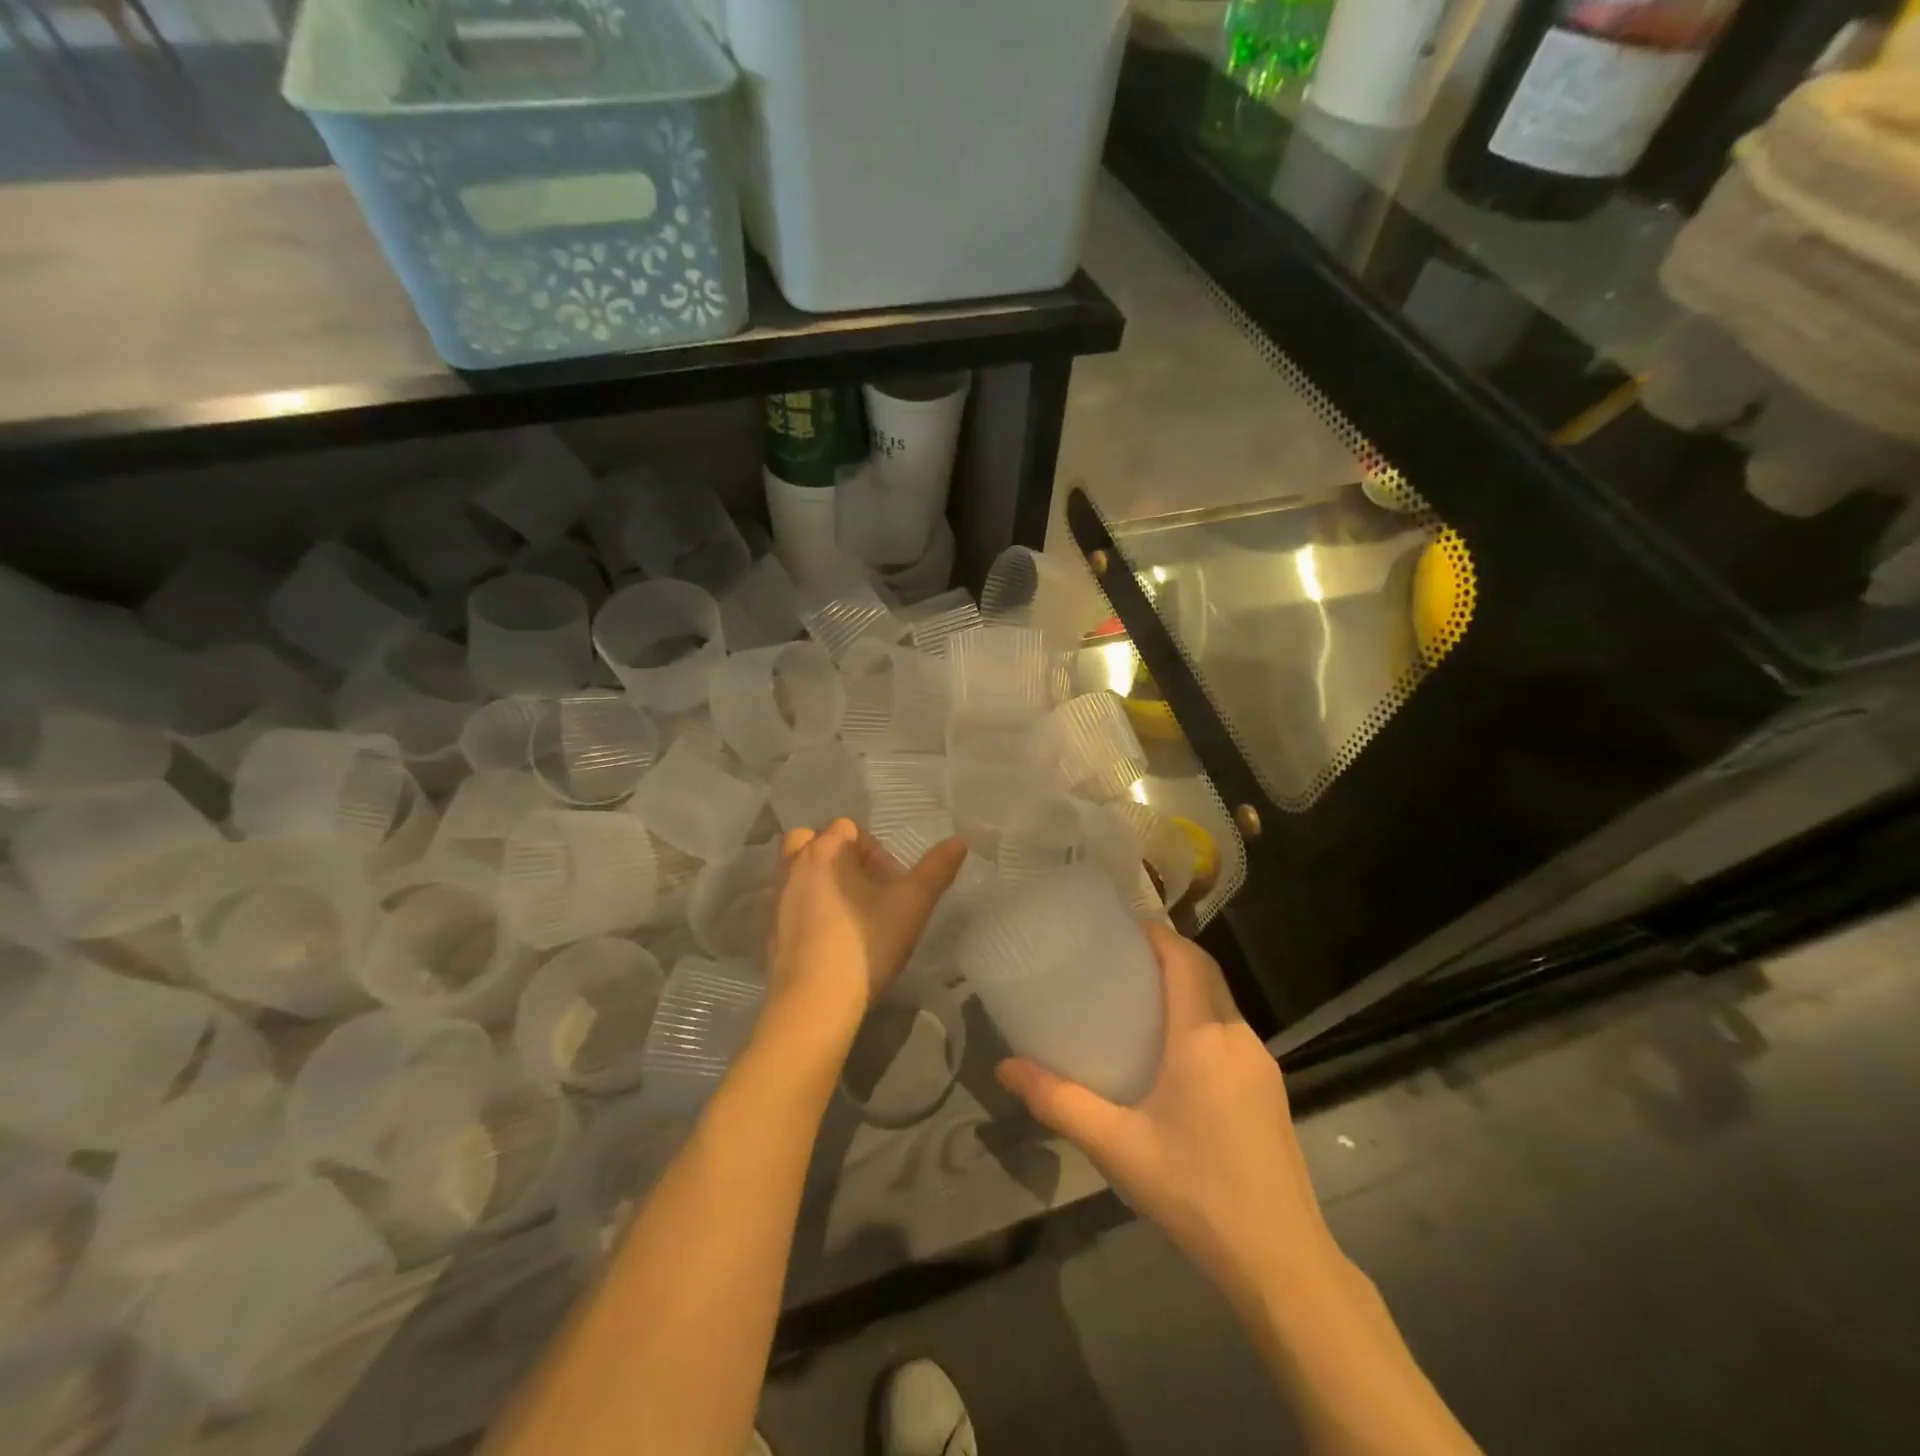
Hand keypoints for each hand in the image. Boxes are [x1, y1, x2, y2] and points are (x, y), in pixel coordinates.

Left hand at [765, 819, 968, 1024]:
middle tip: (863, 890)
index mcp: (825, 850)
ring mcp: (773, 897)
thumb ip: (937, 869)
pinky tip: (824, 938)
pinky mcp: (765, 929)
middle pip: (812, 841)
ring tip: (845, 913)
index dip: (873, 850)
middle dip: (837, 857)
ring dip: (818, 880)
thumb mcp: (913, 904)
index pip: (847, 828)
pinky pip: (785, 902)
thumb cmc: (866, 943)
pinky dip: (802, 908)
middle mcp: (792, 865)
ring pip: (795, 870)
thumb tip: (960, 840)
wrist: (814, 1002)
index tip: (889, 883)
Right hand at [996, 921, 1341, 1299]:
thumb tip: (1006, 1067)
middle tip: (1120, 959)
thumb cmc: (1195, 1191)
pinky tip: (1175, 1054)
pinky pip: (1231, 1031)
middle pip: (1205, 971)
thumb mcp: (1117, 1147)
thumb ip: (1059, 1101)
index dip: (1155, 933)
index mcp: (1202, 1036)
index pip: (1184, 957)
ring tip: (1140, 999)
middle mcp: (1237, 1036)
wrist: (1282, 1261)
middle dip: (1168, 953)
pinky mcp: (1270, 1089)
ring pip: (1221, 1000)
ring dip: (1187, 985)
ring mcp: (1261, 1063)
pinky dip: (1202, 1017)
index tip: (1119, 927)